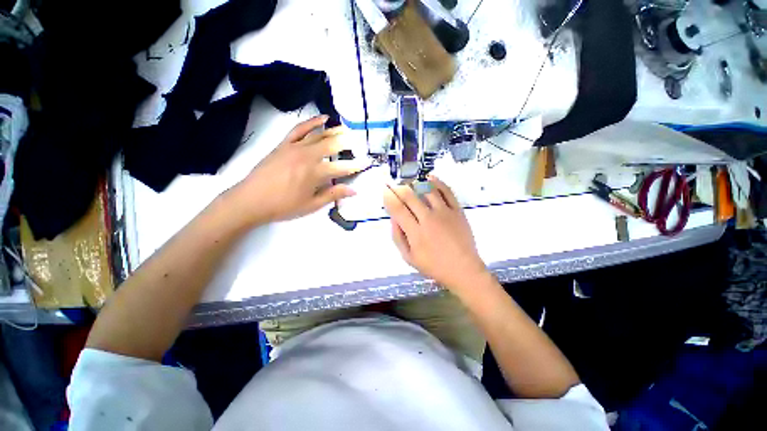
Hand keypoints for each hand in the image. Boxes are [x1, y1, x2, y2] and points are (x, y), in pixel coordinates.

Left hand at [230, 116, 362, 225]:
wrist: (251, 200)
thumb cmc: (283, 206)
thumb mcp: (311, 205)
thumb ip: (333, 194)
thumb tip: (354, 190)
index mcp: (315, 173)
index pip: (342, 168)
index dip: (356, 166)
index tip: (367, 163)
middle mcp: (307, 156)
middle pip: (332, 145)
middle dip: (348, 143)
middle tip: (359, 142)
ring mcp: (295, 147)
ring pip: (319, 134)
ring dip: (334, 130)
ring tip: (346, 129)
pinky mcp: (284, 144)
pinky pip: (299, 128)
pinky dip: (311, 122)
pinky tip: (322, 118)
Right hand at [383, 176, 488, 292]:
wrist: (463, 269)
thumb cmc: (434, 266)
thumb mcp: (409, 258)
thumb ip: (398, 237)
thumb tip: (393, 218)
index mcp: (415, 232)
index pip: (398, 208)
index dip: (388, 196)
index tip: (384, 189)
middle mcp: (428, 219)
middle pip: (410, 196)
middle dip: (398, 187)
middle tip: (393, 184)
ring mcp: (445, 213)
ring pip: (427, 190)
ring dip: (415, 183)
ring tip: (409, 183)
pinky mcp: (457, 210)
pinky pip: (447, 191)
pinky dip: (437, 182)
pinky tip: (430, 177)